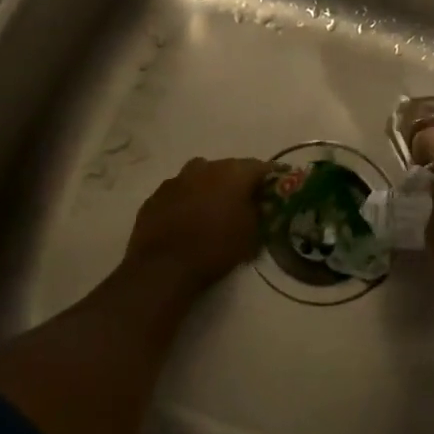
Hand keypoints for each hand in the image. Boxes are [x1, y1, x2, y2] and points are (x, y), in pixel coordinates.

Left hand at [124, 157, 268, 294]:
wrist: (163, 266)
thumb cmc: (215, 247)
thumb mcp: (251, 234)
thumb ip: (260, 212)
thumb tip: (262, 205)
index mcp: (234, 172)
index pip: (261, 167)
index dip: (271, 177)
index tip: (277, 186)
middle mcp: (206, 167)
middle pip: (230, 168)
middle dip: (239, 182)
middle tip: (245, 200)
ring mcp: (178, 178)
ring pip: (201, 176)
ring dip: (210, 187)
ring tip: (213, 208)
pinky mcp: (156, 195)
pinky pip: (179, 191)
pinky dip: (187, 199)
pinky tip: (187, 218)